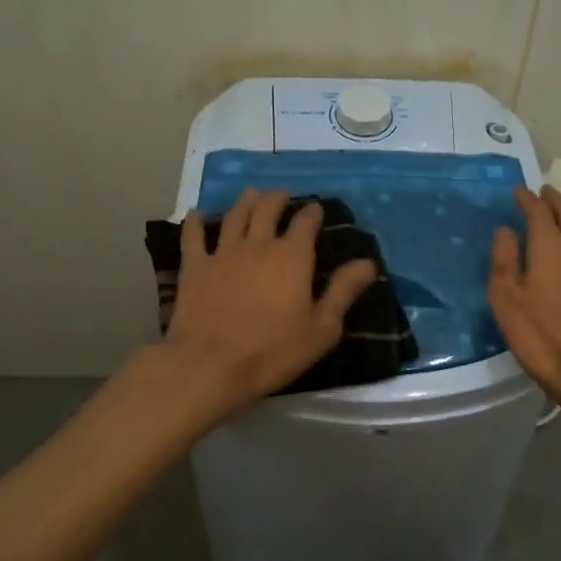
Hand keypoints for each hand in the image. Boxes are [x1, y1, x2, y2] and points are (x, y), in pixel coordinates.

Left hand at [162, 189, 378, 409]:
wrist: (211, 365)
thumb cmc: (273, 351)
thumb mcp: (322, 329)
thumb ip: (343, 291)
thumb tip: (367, 263)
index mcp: (292, 257)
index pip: (305, 222)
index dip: (312, 213)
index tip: (316, 210)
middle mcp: (258, 244)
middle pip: (267, 208)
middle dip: (278, 199)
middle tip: (283, 196)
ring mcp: (223, 253)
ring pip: (235, 215)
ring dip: (245, 201)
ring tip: (252, 195)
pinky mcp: (195, 267)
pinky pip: (193, 236)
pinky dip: (195, 221)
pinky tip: (195, 213)